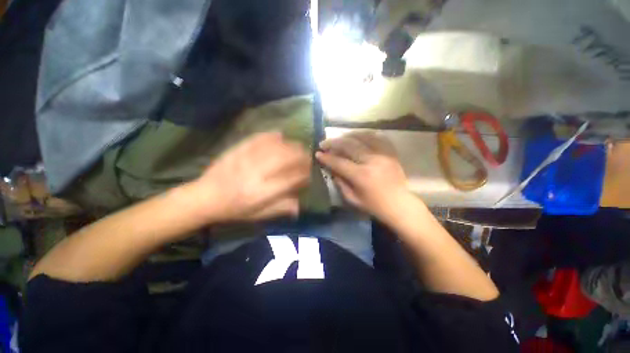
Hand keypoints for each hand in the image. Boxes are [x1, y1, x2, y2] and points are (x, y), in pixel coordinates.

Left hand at [190, 132, 311, 222]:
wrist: (204, 197)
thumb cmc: (234, 210)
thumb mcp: (258, 215)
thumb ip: (281, 208)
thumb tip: (300, 205)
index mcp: (262, 192)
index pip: (291, 179)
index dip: (304, 175)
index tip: (309, 174)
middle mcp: (257, 173)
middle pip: (286, 158)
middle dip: (301, 156)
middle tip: (307, 157)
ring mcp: (246, 159)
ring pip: (275, 147)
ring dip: (290, 145)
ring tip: (298, 146)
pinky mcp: (237, 150)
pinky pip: (258, 138)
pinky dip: (271, 135)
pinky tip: (280, 135)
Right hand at [315, 131, 411, 220]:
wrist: (399, 204)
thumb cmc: (374, 206)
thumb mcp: (352, 199)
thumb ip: (340, 182)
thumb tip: (331, 168)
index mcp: (361, 176)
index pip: (339, 162)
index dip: (327, 157)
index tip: (318, 153)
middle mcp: (372, 161)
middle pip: (349, 145)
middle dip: (333, 142)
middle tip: (324, 143)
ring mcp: (383, 154)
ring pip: (362, 137)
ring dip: (347, 136)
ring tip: (338, 138)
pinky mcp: (391, 152)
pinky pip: (377, 137)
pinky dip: (365, 134)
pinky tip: (357, 136)